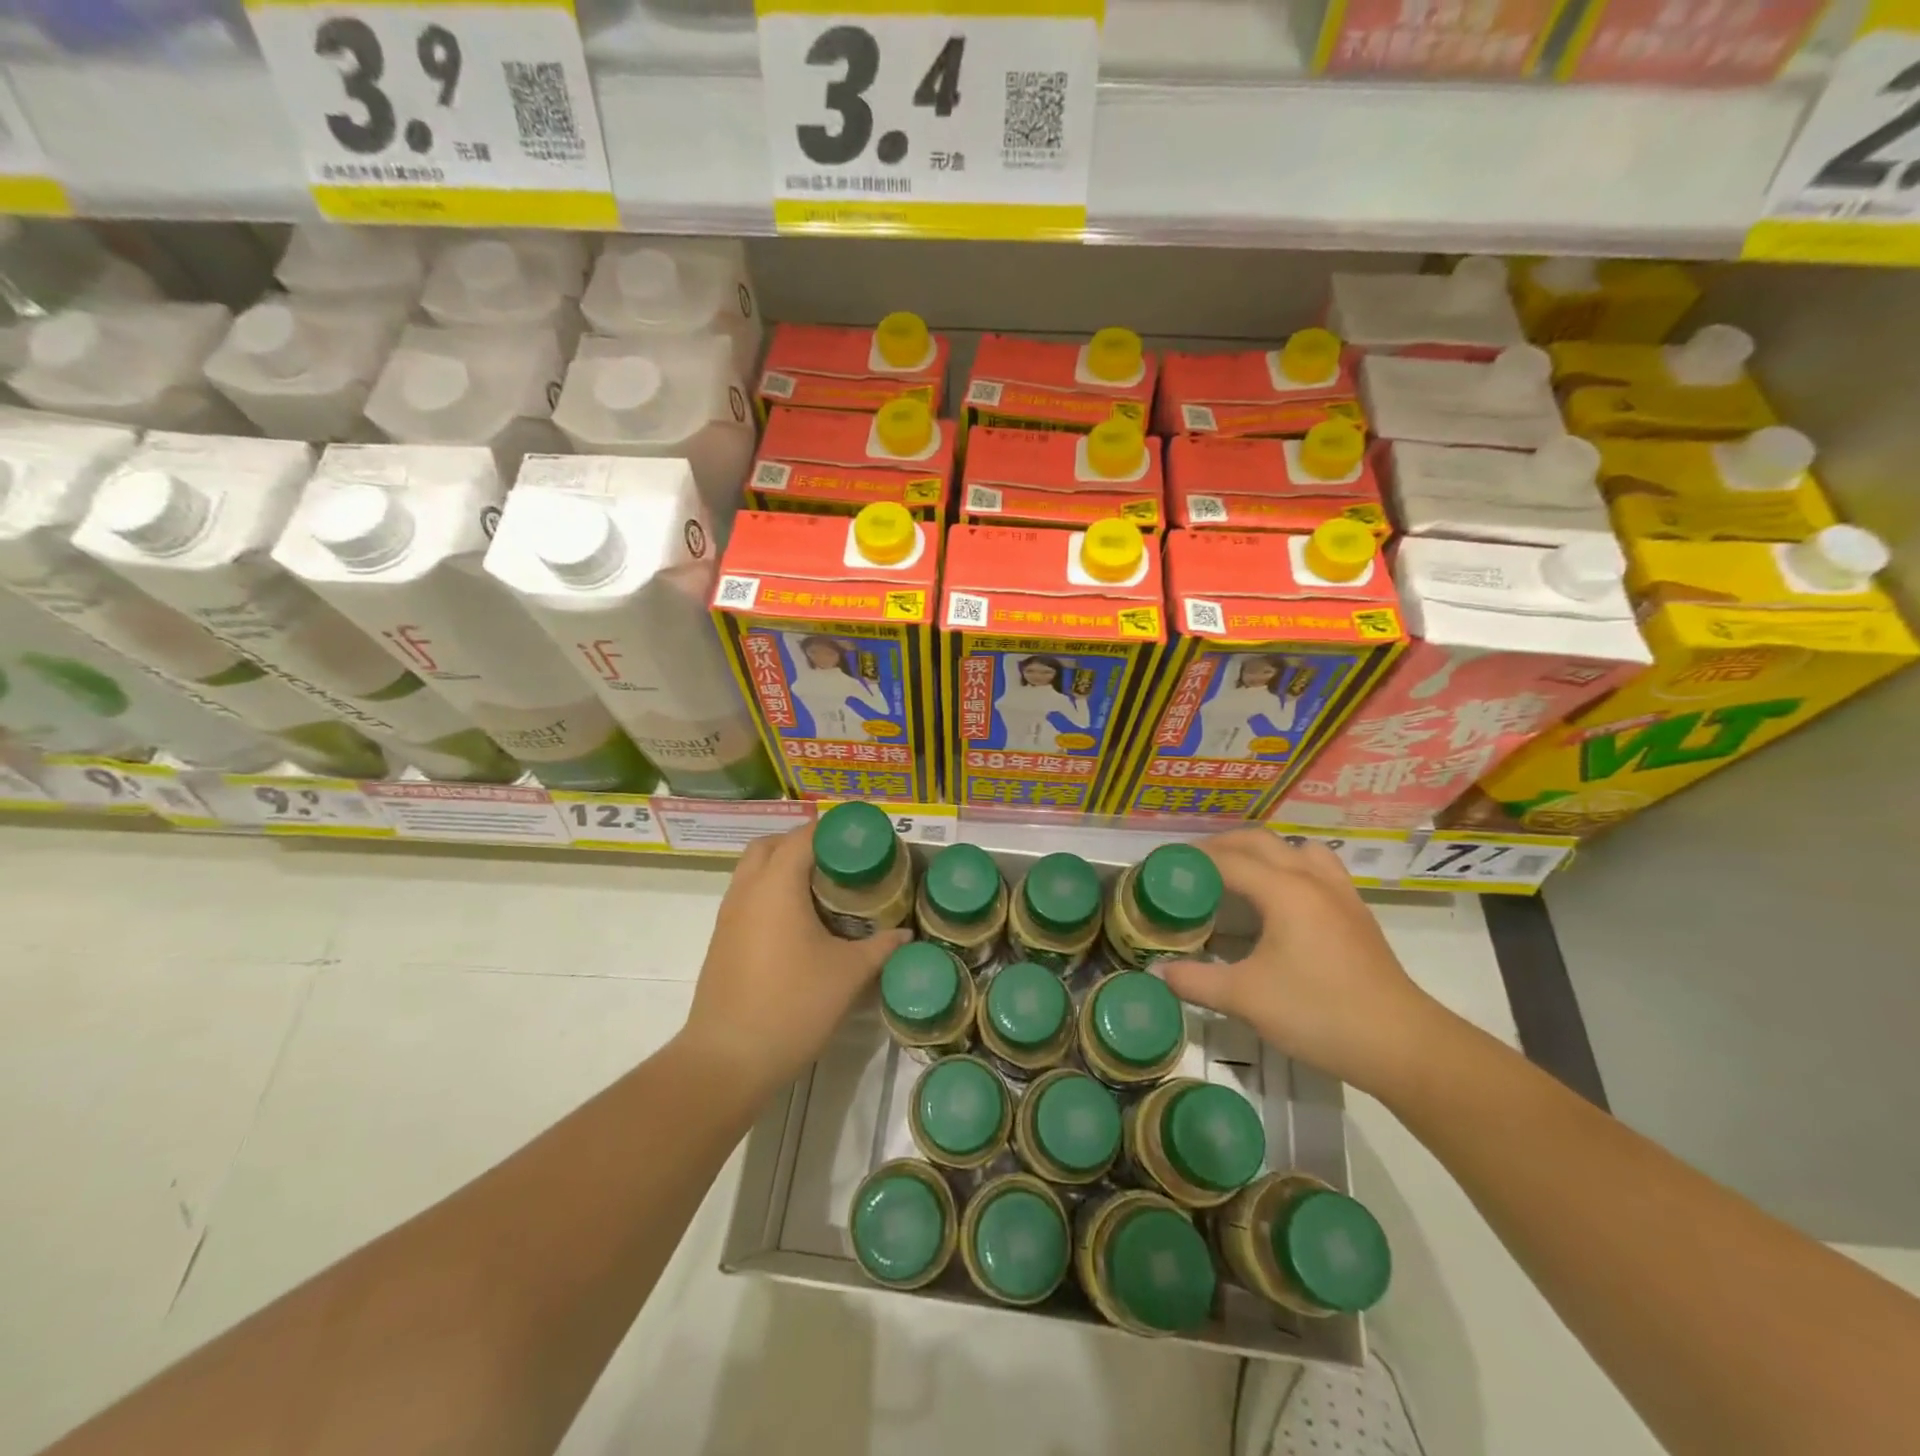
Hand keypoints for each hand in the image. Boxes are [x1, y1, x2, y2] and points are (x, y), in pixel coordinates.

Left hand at [678, 824, 909, 1100]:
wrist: (727, 1060)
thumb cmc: (792, 1006)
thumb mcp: (849, 974)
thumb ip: (881, 946)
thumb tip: (905, 933)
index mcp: (777, 885)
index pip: (803, 836)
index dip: (833, 830)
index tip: (862, 839)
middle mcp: (747, 890)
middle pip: (770, 845)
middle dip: (803, 844)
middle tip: (839, 861)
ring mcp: (729, 916)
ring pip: (753, 872)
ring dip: (783, 868)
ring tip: (823, 890)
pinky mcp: (722, 941)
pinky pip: (747, 898)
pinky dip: (771, 894)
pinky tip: (799, 924)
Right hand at [1158, 828, 1445, 1092]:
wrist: (1402, 1045)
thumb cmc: (1319, 1014)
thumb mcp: (1245, 999)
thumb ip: (1195, 981)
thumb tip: (1155, 972)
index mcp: (1283, 889)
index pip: (1226, 860)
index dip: (1191, 860)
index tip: (1162, 869)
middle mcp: (1311, 878)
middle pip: (1258, 842)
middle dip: (1220, 847)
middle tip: (1190, 869)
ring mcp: (1339, 892)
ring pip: (1293, 848)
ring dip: (1260, 851)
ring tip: (1236, 876)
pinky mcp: (1355, 912)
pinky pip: (1317, 867)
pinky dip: (1290, 866)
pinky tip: (1280, 898)